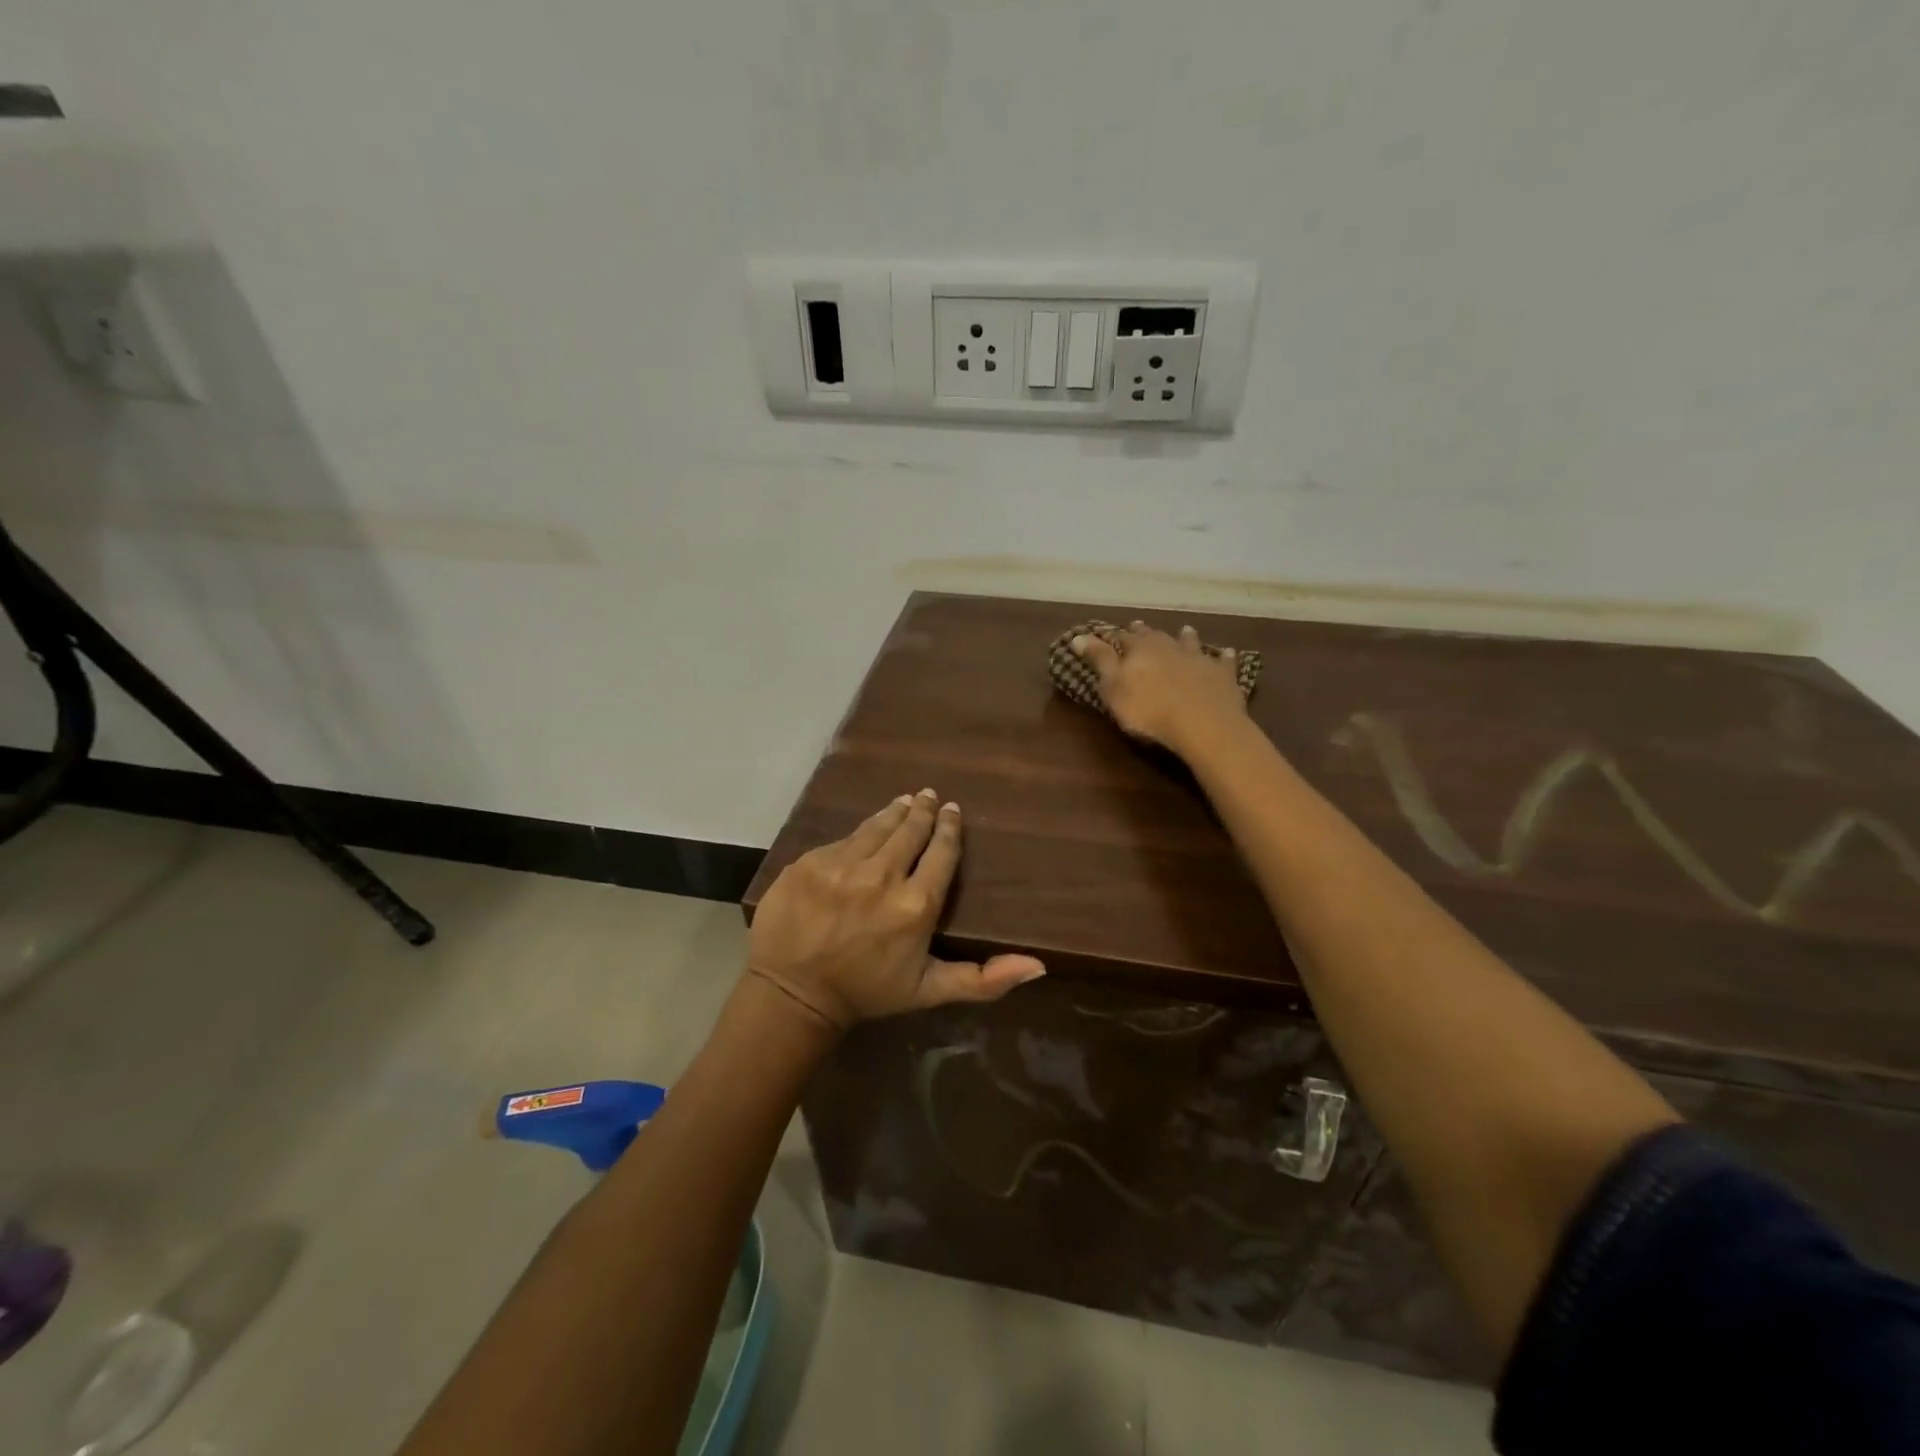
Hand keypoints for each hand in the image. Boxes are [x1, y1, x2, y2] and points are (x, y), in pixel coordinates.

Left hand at [747, 790, 1046, 1030]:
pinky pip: (842, 840)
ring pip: (876, 827)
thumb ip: (984, 979)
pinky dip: (858, 834)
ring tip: (905, 801)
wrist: (792, 995)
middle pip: (910, 830)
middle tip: (930, 796)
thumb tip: (1039, 965)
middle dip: (923, 811)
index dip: (949, 828)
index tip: (953, 811)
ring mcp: (841, 865)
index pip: (941, 852)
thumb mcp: (929, 991)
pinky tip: (865, 830)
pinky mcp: (810, 861)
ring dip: (894, 812)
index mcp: (916, 905)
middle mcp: (882, 876)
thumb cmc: (866, 992)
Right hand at [1071, 621, 1249, 755]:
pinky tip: (1226, 652)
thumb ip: (1098, 660)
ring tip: (1185, 630)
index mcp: (1139, 650)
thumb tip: (1078, 636)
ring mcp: (1198, 658)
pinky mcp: (1223, 675)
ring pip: (1189, 642)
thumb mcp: (1113, 687)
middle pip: (1154, 636)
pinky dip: (1222, 656)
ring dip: (1185, 636)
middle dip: (1144, 632)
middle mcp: (1168, 646)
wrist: (1203, 724)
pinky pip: (1223, 661)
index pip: (1121, 638)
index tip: (1104, 632)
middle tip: (1138, 625)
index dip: (1111, 636)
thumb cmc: (1148, 710)